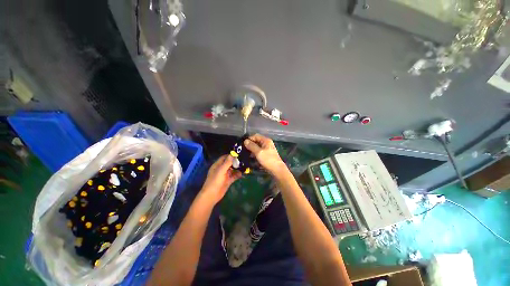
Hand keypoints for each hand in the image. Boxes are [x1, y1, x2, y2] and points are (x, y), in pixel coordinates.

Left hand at [201, 155, 241, 203]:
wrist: (212, 195)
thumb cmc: (215, 181)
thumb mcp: (221, 171)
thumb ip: (227, 163)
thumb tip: (233, 154)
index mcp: (217, 165)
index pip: (224, 158)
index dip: (231, 155)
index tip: (238, 154)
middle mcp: (221, 169)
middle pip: (229, 163)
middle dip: (236, 161)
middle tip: (244, 159)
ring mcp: (225, 175)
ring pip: (232, 169)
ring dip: (238, 168)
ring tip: (245, 165)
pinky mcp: (228, 180)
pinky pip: (234, 176)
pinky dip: (238, 174)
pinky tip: (243, 173)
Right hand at [244, 134, 287, 175]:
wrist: (277, 170)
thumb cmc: (268, 159)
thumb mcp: (258, 152)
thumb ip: (252, 146)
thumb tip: (245, 141)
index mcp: (266, 140)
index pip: (255, 136)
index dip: (249, 139)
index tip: (243, 144)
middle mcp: (266, 143)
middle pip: (256, 141)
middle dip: (250, 145)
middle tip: (243, 150)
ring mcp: (267, 149)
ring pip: (257, 147)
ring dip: (251, 150)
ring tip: (245, 155)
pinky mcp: (266, 155)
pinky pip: (258, 152)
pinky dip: (254, 154)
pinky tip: (250, 158)